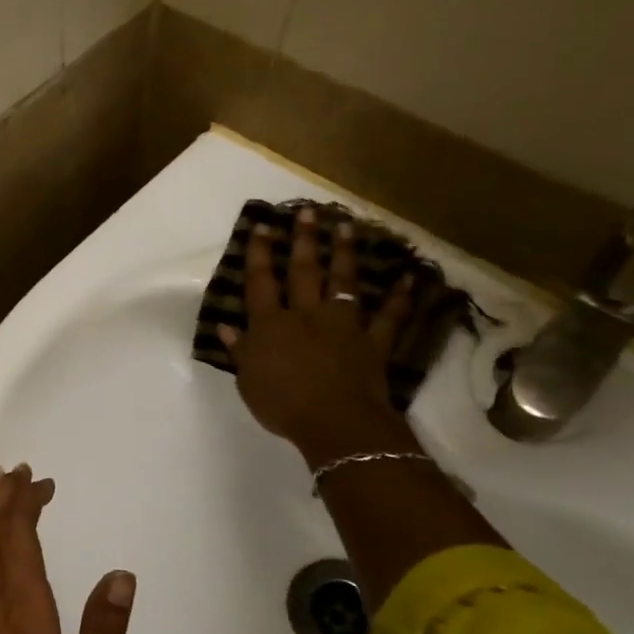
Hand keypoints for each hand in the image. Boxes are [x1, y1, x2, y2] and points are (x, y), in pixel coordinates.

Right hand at [219, 209, 418, 466]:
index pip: (261, 283)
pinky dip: (399, 298)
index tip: (262, 227)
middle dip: (304, 241)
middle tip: (307, 212)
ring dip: (344, 254)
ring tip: (346, 227)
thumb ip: (239, 351)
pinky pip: (388, 317)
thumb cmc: (282, 404)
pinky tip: (408, 278)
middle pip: (304, 272)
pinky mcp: (372, 343)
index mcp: (270, 325)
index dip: (259, 254)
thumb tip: (225, 327)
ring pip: (343, 283)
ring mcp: (343, 326)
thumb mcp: (247, 380)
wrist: (334, 422)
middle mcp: (306, 315)